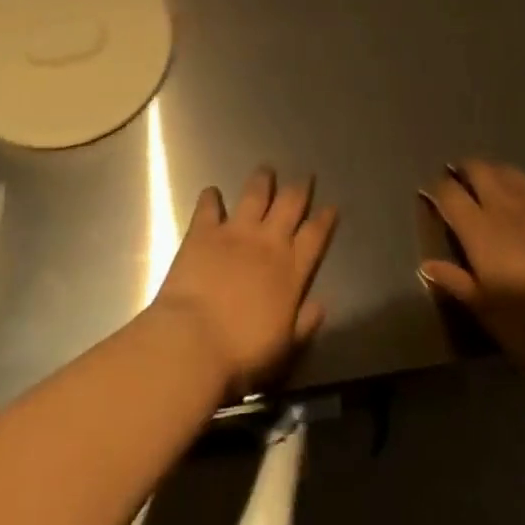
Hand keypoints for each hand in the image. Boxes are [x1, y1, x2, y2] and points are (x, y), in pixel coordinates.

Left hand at [152, 168, 336, 398]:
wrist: (193, 343)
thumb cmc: (242, 355)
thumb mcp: (284, 348)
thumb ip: (304, 324)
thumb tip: (321, 305)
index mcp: (291, 270)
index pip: (315, 237)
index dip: (325, 219)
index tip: (331, 206)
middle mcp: (268, 243)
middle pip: (290, 205)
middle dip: (299, 190)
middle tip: (305, 177)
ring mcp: (235, 232)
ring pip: (255, 195)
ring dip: (262, 181)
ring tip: (266, 170)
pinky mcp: (203, 231)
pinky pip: (209, 206)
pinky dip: (211, 196)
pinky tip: (212, 191)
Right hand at [419, 160, 524, 367]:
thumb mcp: (486, 309)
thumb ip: (456, 281)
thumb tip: (426, 265)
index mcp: (479, 229)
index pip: (449, 193)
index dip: (436, 189)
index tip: (430, 195)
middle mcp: (504, 207)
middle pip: (479, 169)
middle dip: (464, 170)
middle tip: (458, 181)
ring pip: (508, 171)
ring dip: (494, 173)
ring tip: (489, 186)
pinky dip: (524, 192)